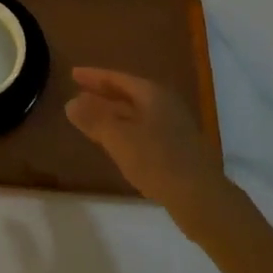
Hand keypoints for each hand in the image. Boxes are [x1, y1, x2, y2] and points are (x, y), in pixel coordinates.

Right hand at [66, 68, 227, 208]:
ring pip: (135, 115)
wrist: (201, 198)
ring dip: (112, 115)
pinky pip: (142, 132)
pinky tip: (114, 143)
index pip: (118, 79)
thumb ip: (94, 119)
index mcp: (152, 95)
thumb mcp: (118, 138)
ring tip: (89, 118)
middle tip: (78, 94)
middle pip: (128, 95)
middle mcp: (164, 105)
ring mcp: (172, 128)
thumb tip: (71, 103)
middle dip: (103, 95)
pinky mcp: (175, 150)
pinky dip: (123, 131)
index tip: (73, 73)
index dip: (94, 76)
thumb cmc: (157, 160)